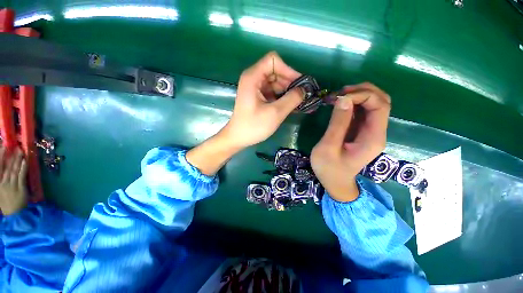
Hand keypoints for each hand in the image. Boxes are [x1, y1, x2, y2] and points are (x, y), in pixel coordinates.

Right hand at [0, 147, 28, 215]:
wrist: (14, 214)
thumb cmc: (6, 203)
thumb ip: (0, 179)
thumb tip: (4, 167)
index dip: (1, 156)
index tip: (3, 146)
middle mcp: (3, 182)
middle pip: (7, 166)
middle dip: (10, 155)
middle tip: (14, 145)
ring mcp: (12, 185)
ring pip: (15, 169)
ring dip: (18, 159)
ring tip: (20, 151)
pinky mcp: (21, 188)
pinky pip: (22, 176)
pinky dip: (23, 168)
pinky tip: (25, 161)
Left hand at [187, 52, 303, 175]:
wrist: (238, 138)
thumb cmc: (253, 126)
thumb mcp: (275, 113)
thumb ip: (292, 99)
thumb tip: (304, 90)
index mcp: (253, 77)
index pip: (274, 61)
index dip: (288, 70)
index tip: (298, 85)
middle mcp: (253, 78)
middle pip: (276, 72)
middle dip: (290, 83)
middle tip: (302, 96)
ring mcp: (255, 88)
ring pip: (276, 83)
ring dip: (288, 92)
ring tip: (299, 103)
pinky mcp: (258, 97)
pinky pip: (273, 92)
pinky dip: (282, 98)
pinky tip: (291, 107)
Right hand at [311, 83, 390, 201]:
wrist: (335, 183)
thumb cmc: (329, 169)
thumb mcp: (328, 148)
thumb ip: (337, 124)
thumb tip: (343, 99)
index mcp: (373, 138)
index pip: (380, 106)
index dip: (362, 95)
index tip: (339, 98)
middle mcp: (376, 132)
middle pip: (381, 101)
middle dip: (362, 91)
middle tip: (338, 93)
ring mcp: (369, 131)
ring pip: (373, 104)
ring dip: (356, 95)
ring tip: (336, 96)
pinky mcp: (360, 131)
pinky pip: (362, 111)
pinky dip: (351, 103)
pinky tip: (338, 103)